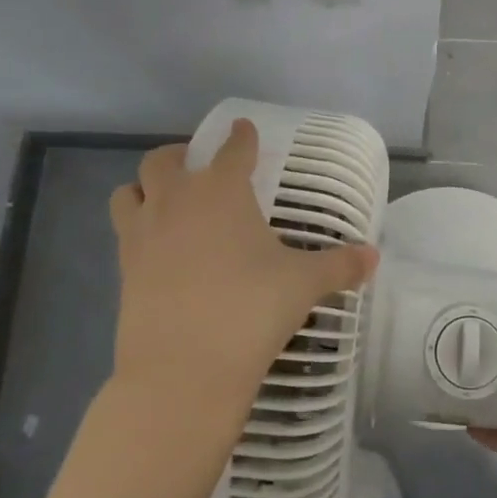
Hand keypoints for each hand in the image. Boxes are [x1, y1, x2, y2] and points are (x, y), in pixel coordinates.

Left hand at [108, 120, 377, 434]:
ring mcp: (143, 233)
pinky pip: (123, 230)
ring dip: (145, 187)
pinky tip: (159, 248)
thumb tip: (374, 257)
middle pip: (164, 160)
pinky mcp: (122, 268)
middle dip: (181, 156)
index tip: (244, 129)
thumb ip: (339, 266)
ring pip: (128, 190)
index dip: (242, 136)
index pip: (233, 149)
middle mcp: (176, 200)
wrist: (184, 368)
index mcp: (222, 190)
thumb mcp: (303, 285)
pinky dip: (137, 227)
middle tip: (199, 168)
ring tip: (165, 201)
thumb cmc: (250, 310)